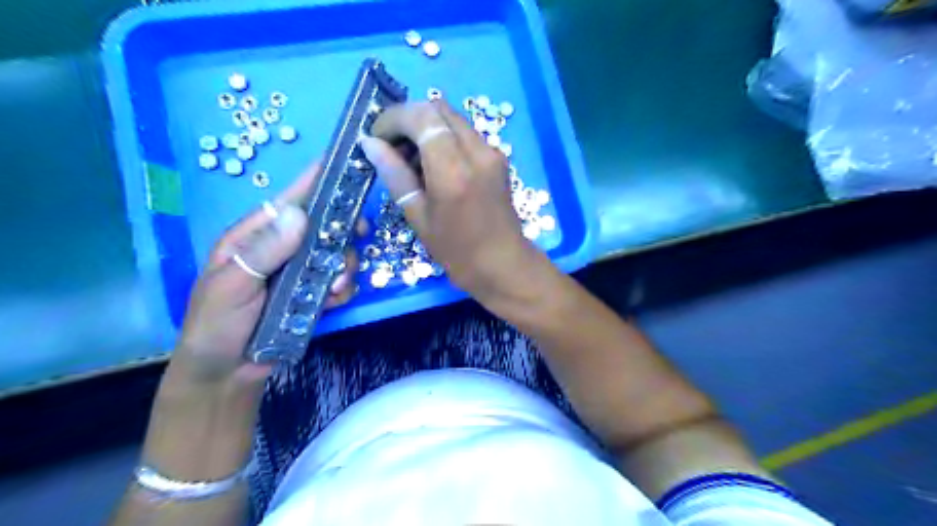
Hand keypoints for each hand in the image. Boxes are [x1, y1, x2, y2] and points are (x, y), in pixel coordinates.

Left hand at [167, 162, 359, 390]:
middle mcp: (283, 248)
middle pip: (325, 225)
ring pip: (338, 254)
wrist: (226, 373)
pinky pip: (341, 281)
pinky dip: (344, 289)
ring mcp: (301, 272)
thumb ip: (264, 251)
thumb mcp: (231, 285)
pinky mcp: (315, 294)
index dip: (318, 181)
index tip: (348, 167)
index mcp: (256, 236)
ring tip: (335, 288)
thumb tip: (299, 213)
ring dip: (346, 267)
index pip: (291, 200)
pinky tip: (333, 302)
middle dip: (344, 232)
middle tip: (359, 237)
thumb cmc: (216, 325)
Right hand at [361, 100, 545, 304]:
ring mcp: (492, 152)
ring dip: (426, 128)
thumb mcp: (418, 216)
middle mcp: (477, 152)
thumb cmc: (457, 251)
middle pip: (438, 109)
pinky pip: (465, 133)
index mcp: (454, 171)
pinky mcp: (498, 158)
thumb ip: (395, 175)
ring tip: (411, 159)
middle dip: (409, 119)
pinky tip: (434, 165)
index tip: (376, 137)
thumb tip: (370, 143)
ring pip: (452, 118)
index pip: (422, 117)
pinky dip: (444, 138)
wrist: (504, 265)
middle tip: (392, 147)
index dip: (394, 119)